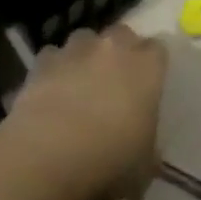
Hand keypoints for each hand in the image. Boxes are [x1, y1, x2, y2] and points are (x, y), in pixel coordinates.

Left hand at [0, 25, 165, 199]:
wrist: (49, 156)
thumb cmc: (109, 161)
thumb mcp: (145, 165)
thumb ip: (148, 144)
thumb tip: (143, 144)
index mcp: (146, 68)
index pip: (158, 50)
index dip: (153, 65)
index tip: (149, 84)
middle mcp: (112, 48)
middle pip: (122, 34)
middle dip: (120, 51)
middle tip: (116, 80)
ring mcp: (75, 50)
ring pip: (85, 39)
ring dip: (86, 55)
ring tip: (81, 83)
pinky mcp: (42, 61)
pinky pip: (53, 56)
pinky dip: (54, 69)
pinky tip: (50, 92)